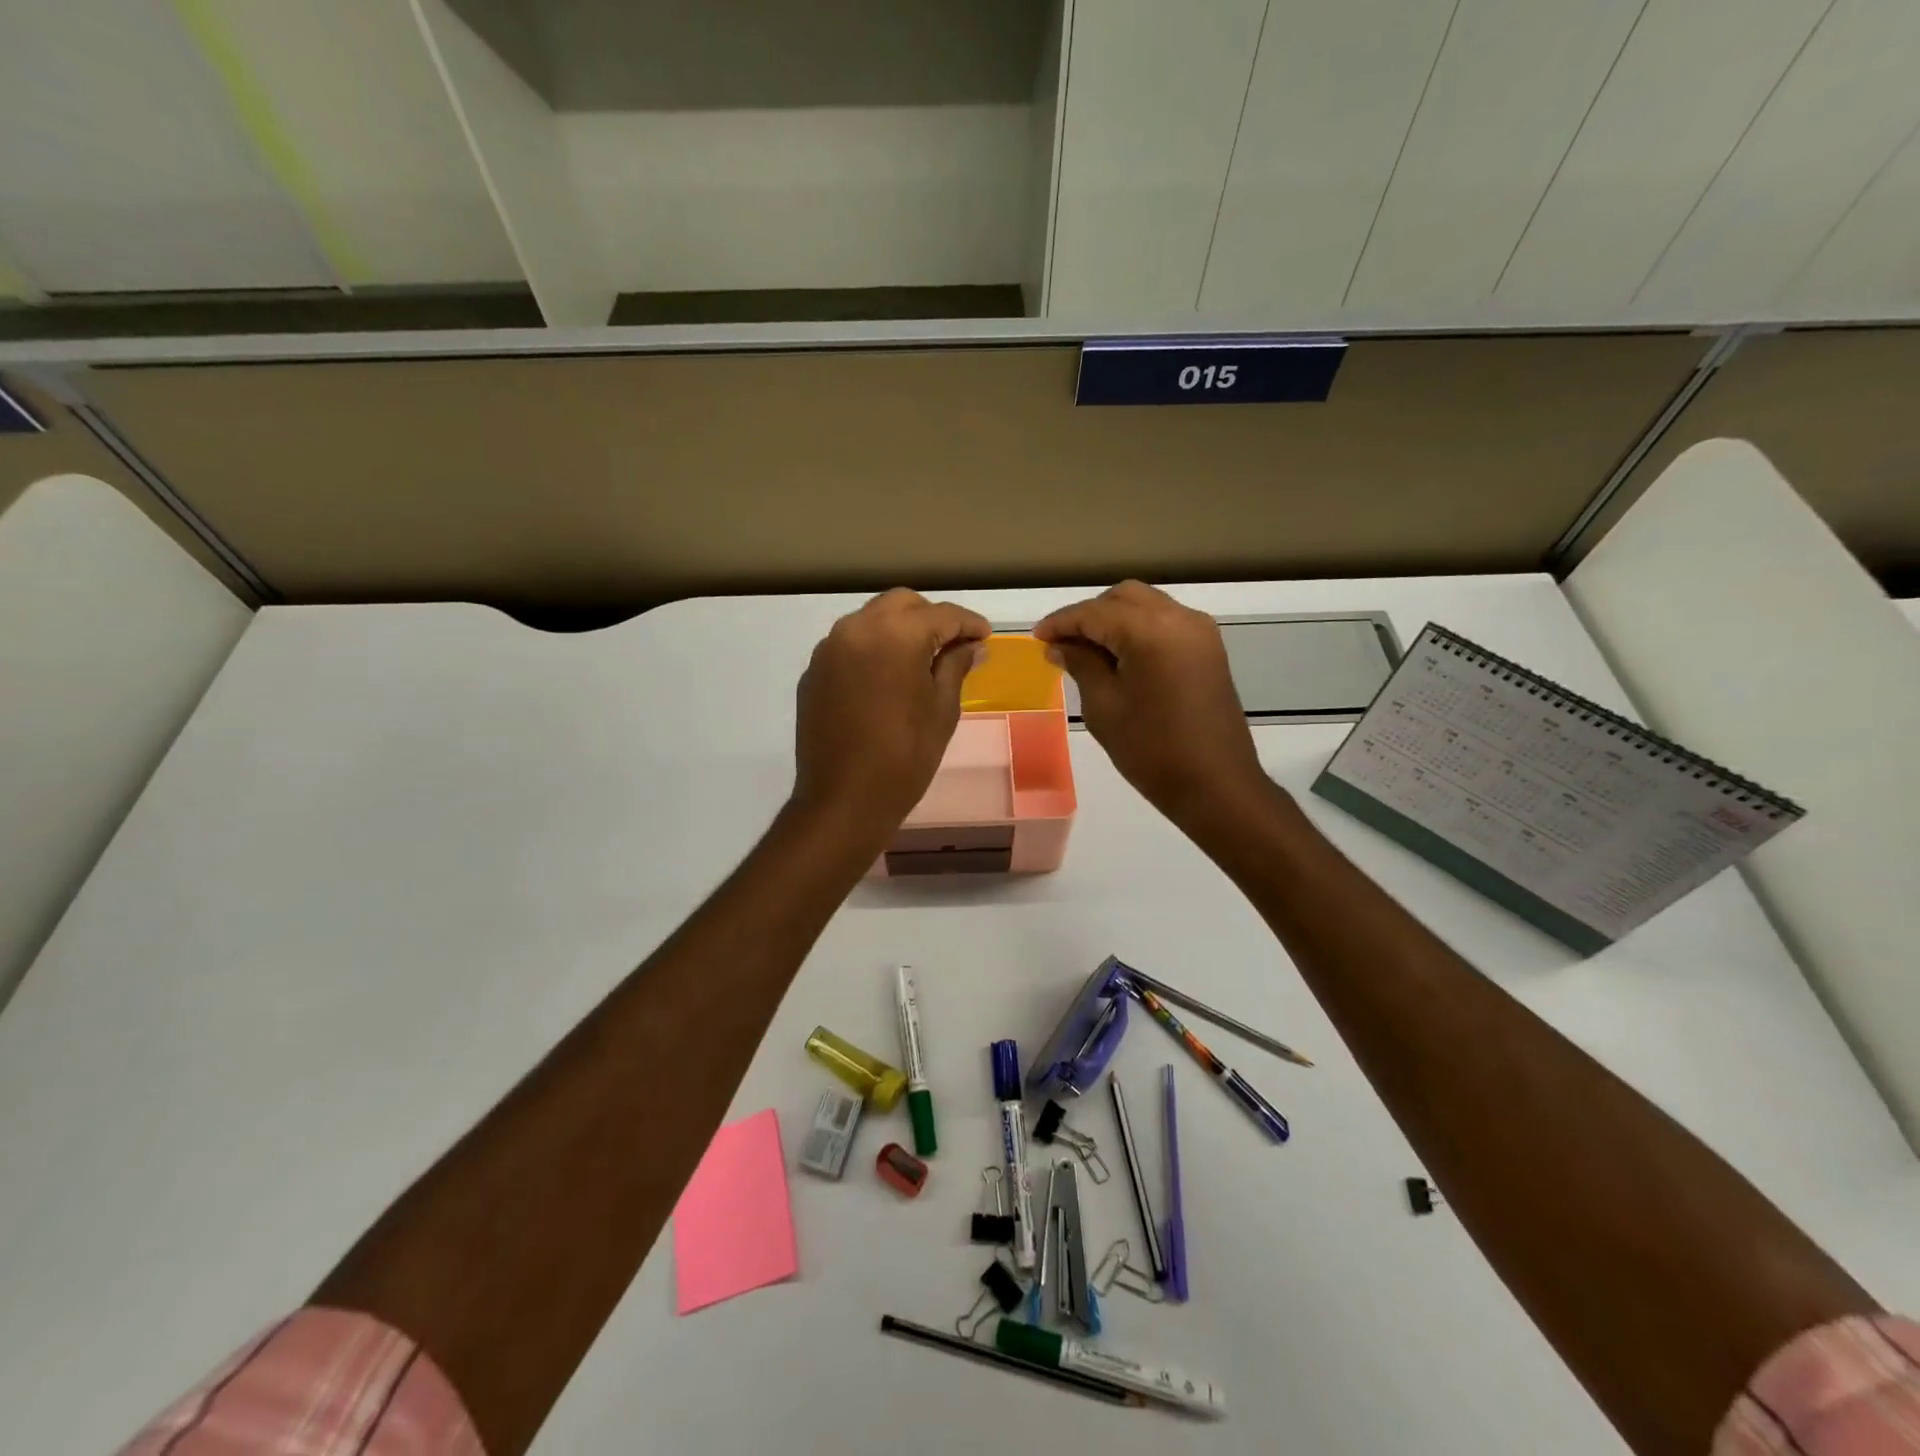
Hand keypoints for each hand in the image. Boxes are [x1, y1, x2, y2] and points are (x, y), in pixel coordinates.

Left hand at [792, 589, 990, 835]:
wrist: (843, 800)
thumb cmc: (904, 757)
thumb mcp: (942, 710)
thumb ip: (955, 666)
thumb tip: (971, 646)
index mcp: (895, 635)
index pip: (941, 614)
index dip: (968, 623)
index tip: (985, 637)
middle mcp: (856, 628)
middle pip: (902, 604)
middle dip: (931, 618)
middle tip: (953, 644)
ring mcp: (829, 649)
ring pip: (871, 620)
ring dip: (899, 629)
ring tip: (921, 660)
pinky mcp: (813, 672)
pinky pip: (849, 645)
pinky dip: (872, 649)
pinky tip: (886, 678)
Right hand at [1034, 581, 1270, 828]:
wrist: (1216, 785)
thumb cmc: (1151, 750)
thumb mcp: (1104, 707)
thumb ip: (1081, 664)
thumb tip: (1060, 645)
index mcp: (1150, 630)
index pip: (1094, 612)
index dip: (1061, 622)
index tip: (1036, 637)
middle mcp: (1179, 618)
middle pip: (1124, 597)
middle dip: (1089, 614)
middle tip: (1061, 643)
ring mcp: (1200, 632)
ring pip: (1147, 605)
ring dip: (1114, 619)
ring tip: (1087, 650)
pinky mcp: (1209, 649)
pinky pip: (1166, 622)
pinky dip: (1138, 628)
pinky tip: (1119, 656)